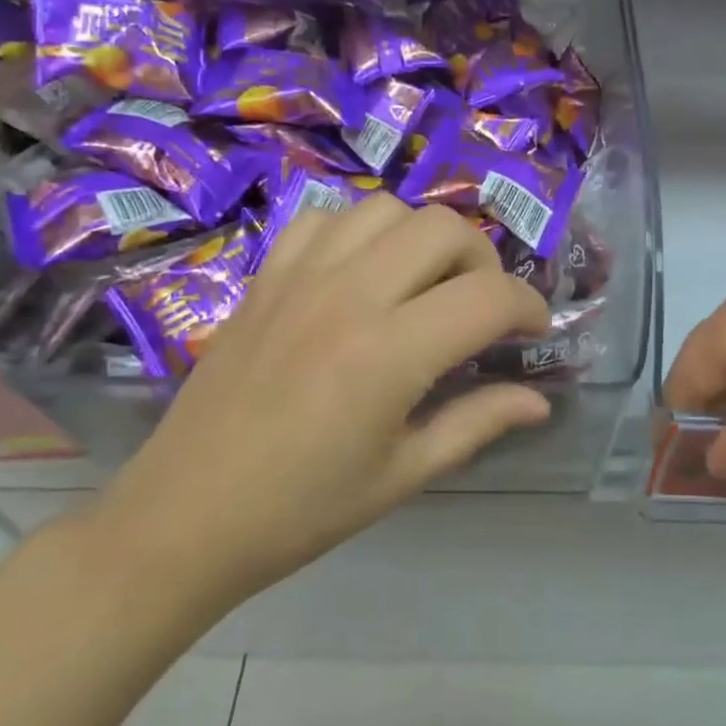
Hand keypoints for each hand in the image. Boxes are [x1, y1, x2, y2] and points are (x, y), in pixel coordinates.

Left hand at [90, 194, 550, 626]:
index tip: (534, 330)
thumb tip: (539, 402)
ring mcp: (300, 277)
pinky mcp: (264, 277)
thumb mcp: (404, 474)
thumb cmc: (302, 510)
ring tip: (422, 285)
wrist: (185, 517)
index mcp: (390, 352)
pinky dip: (358, 232)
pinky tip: (359, 273)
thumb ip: (478, 423)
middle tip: (480, 308)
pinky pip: (323, 219)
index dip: (529, 307)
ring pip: (386, 209)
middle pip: (444, 228)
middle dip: (483, 261)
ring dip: (422, 239)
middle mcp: (349, 295)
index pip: (489, 297)